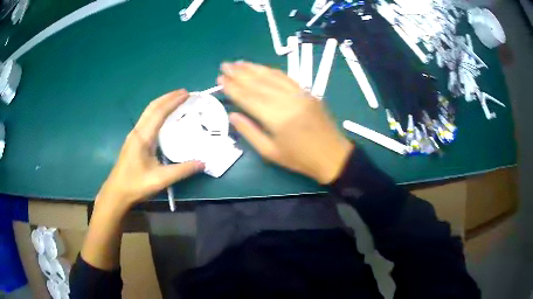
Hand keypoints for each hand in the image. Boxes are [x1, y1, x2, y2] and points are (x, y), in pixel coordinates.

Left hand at [96, 90, 203, 209]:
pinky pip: (146, 119)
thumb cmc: (136, 185)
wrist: (116, 192)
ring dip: (162, 103)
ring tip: (176, 100)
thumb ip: (182, 170)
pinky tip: (163, 117)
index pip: (159, 113)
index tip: (187, 94)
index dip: (173, 101)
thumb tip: (203, 163)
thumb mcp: (160, 179)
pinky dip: (157, 112)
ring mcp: (133, 135)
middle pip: (152, 107)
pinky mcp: (133, 140)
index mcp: (143, 137)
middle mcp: (137, 132)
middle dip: (168, 97)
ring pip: (148, 112)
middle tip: (184, 93)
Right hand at [218, 62, 352, 183]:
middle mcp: (287, 101)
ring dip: (253, 68)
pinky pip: (286, 77)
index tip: (220, 79)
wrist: (332, 155)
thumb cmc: (300, 159)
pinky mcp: (307, 92)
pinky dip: (271, 71)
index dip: (233, 88)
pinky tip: (261, 68)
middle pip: (258, 83)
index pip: (248, 98)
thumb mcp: (271, 152)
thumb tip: (232, 115)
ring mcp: (299, 94)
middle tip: (224, 65)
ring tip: (238, 63)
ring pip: (271, 76)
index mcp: (276, 118)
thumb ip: (249, 132)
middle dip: (239, 74)